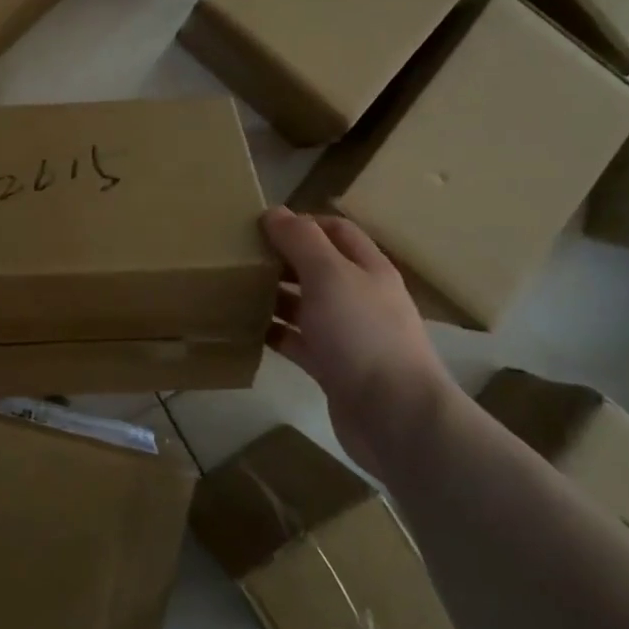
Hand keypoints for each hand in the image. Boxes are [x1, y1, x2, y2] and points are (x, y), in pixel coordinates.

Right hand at [261, 207, 461, 477]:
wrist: (394, 416)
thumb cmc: (363, 334)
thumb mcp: (330, 276)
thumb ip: (301, 241)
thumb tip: (275, 212)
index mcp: (368, 268)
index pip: (336, 231)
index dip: (302, 222)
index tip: (261, 225)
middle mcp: (360, 297)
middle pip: (318, 267)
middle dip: (282, 258)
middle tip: (241, 256)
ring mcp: (347, 334)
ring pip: (305, 305)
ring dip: (274, 295)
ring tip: (235, 288)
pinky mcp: (332, 367)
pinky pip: (298, 342)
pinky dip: (275, 333)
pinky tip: (246, 328)